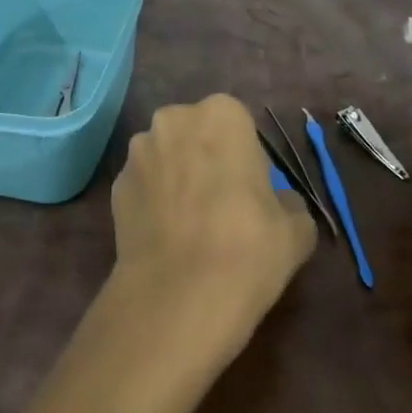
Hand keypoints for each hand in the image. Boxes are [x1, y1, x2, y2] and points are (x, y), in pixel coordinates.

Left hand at [110, 94, 317, 358]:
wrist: (177, 298)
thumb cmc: (247, 249)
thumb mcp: (296, 230)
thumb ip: (289, 203)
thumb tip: (279, 203)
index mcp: (222, 114)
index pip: (239, 126)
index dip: (247, 159)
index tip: (253, 192)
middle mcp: (174, 119)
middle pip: (197, 134)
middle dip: (207, 159)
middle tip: (223, 205)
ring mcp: (138, 151)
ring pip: (166, 157)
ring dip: (177, 177)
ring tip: (190, 226)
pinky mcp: (115, 185)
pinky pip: (144, 186)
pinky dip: (154, 203)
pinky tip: (166, 238)